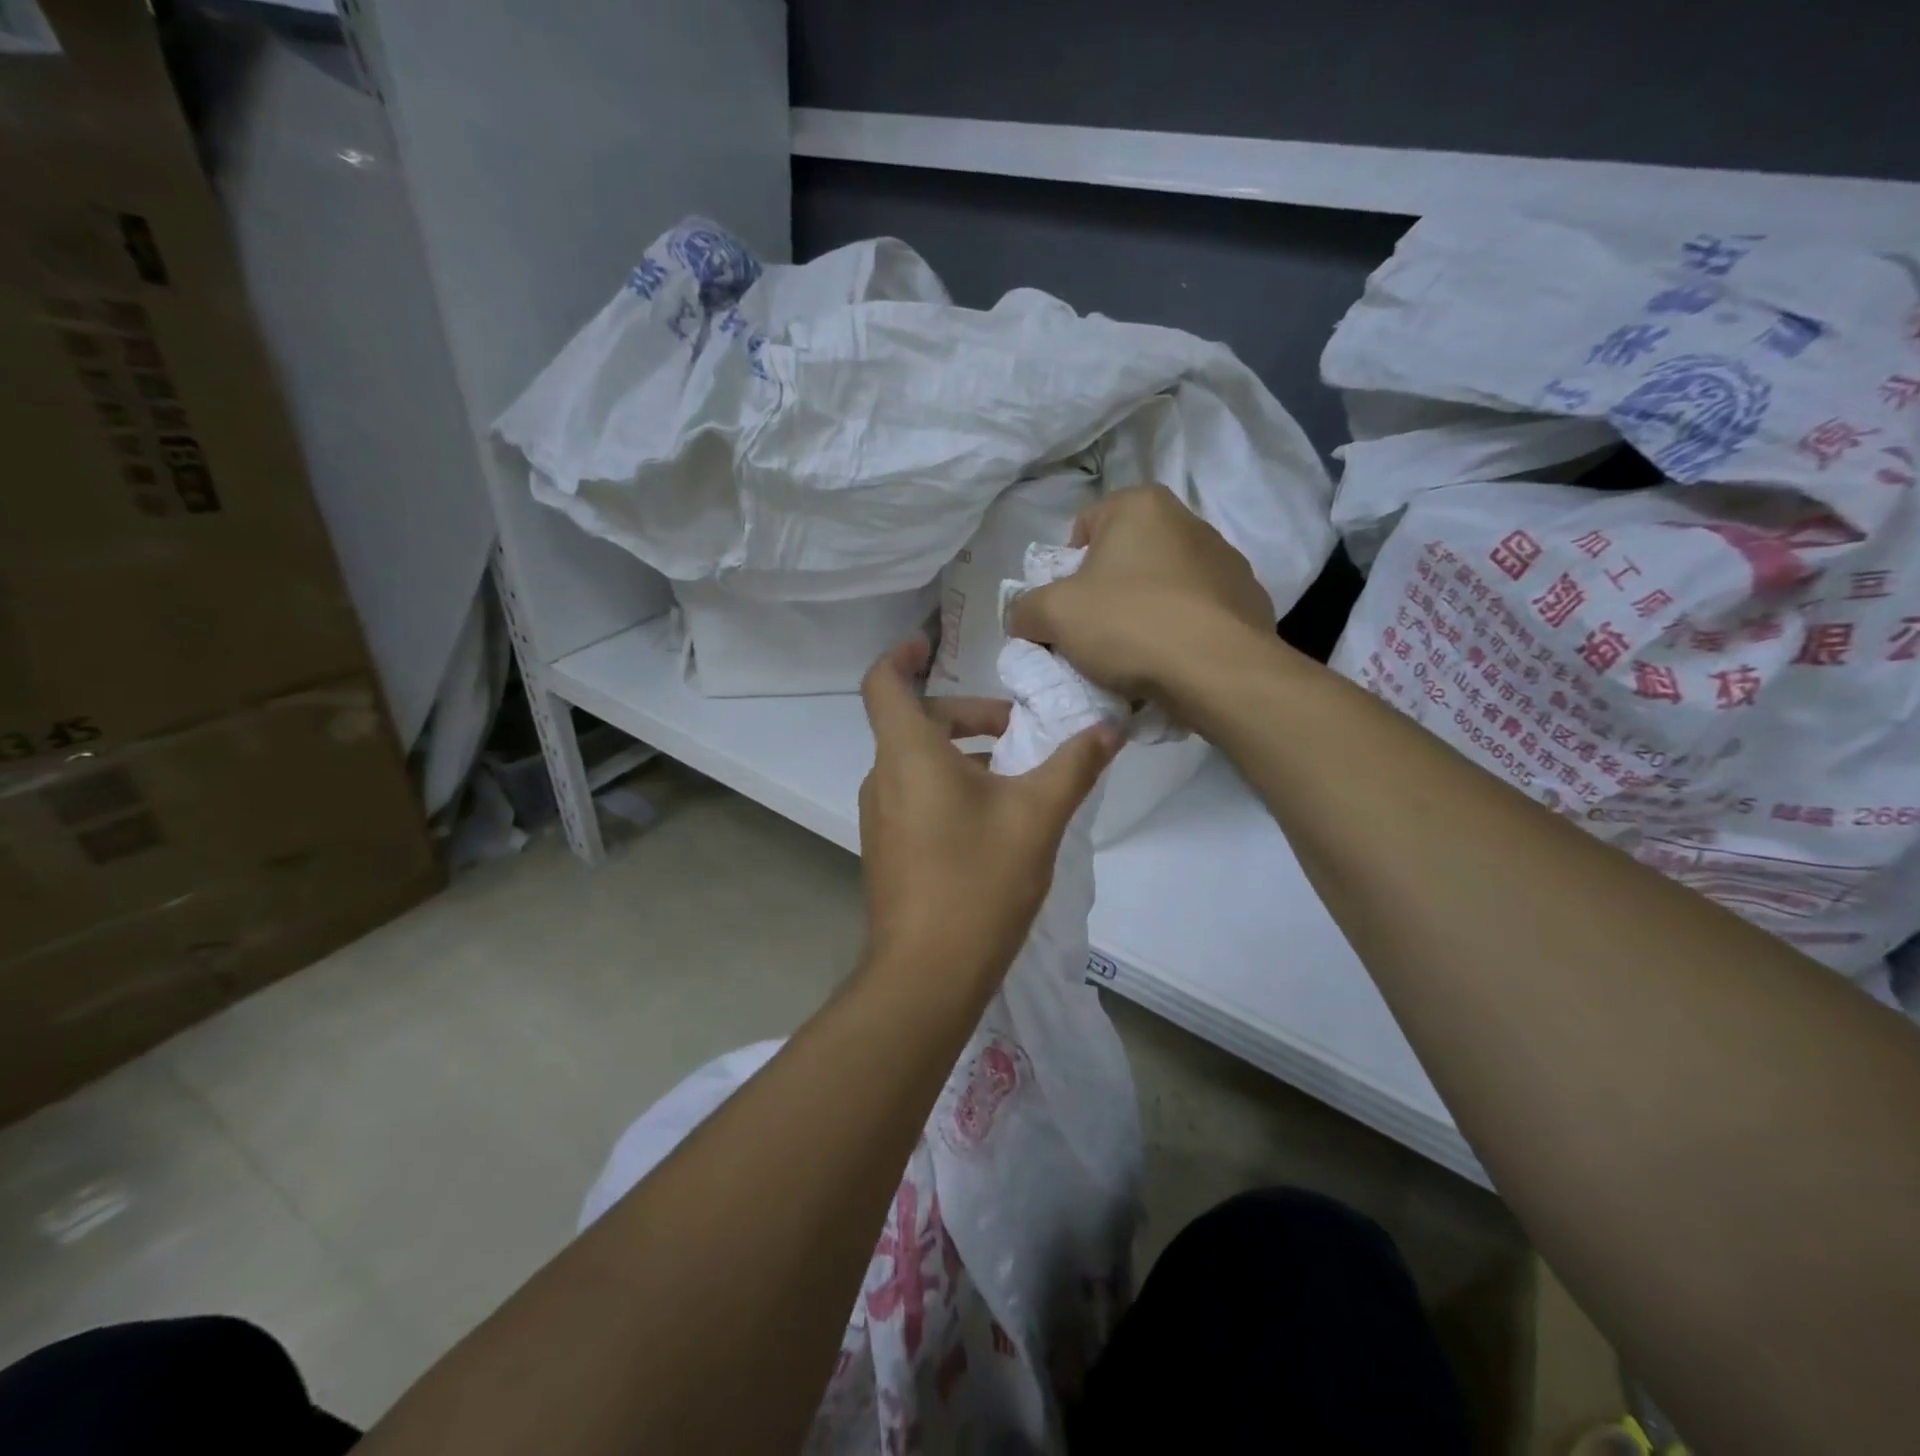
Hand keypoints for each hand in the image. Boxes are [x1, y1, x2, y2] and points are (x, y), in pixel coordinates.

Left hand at [857, 640, 1118, 990]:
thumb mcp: (1037, 815)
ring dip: (963, 755)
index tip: (932, 643)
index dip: (903, 655)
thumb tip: (1112, 726)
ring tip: (1018, 777)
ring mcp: (880, 817)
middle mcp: (883, 778)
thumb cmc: (978, 881)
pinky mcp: (887, 849)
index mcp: (908, 754)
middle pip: (915, 723)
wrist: (926, 975)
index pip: (884, 683)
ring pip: (917, 762)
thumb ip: (1075, 764)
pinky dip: (950, 786)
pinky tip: (995, 820)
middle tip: (1018, 730)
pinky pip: (915, 795)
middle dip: (968, 715)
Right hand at [1005, 483, 1273, 701]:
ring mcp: (1226, 562)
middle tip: (1094, 637)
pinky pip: (1196, 615)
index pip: (1084, 528)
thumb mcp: (1053, 616)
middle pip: (1125, 559)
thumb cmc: (1129, 625)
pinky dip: (1179, 633)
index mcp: (1142, 506)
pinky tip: (1170, 664)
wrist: (1218, 671)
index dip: (1066, 571)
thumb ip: (1025, 610)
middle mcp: (1189, 521)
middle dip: (1105, 594)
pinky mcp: (1250, 601)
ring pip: (1163, 588)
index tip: (1067, 610)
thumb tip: (1023, 619)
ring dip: (1144, 615)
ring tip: (1134, 658)